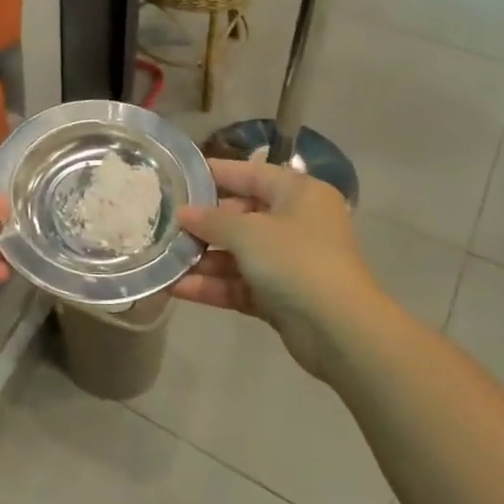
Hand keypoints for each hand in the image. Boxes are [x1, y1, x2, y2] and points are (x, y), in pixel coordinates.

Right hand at [170, 159, 385, 381]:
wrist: (340, 330)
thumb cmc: (295, 260)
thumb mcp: (248, 232)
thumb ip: (211, 220)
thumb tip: (183, 213)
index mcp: (298, 193)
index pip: (250, 174)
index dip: (215, 174)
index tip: (178, 176)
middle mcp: (296, 223)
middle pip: (241, 216)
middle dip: (202, 225)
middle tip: (164, 224)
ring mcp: (289, 262)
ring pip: (238, 254)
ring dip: (203, 259)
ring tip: (163, 260)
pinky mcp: (281, 296)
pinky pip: (240, 283)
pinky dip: (213, 285)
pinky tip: (177, 288)